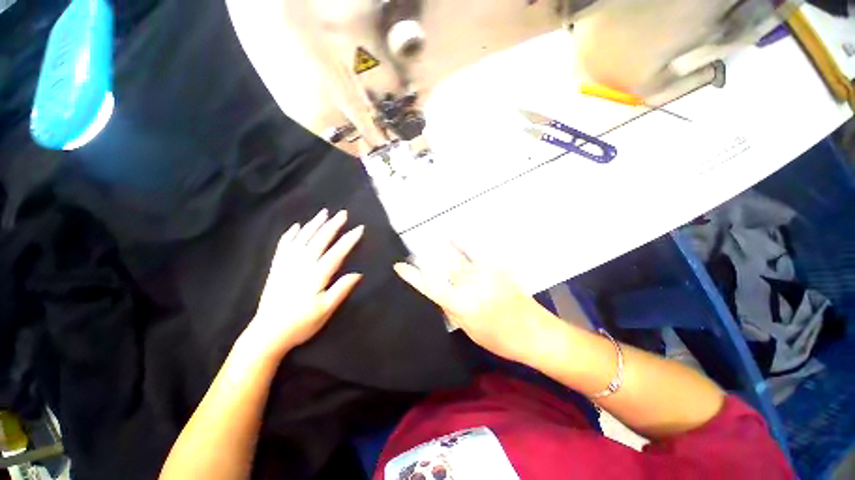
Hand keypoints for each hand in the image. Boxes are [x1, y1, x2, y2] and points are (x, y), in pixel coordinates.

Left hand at [243, 209, 363, 360]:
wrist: (268, 333)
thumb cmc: (301, 323)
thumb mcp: (326, 310)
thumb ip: (341, 290)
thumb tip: (358, 273)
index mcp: (316, 275)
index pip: (336, 253)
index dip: (349, 240)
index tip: (359, 228)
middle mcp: (302, 265)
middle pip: (319, 240)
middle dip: (332, 225)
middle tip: (343, 213)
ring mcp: (287, 264)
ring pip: (302, 239)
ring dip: (314, 224)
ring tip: (323, 213)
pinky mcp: (277, 268)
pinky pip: (283, 246)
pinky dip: (290, 235)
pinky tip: (296, 227)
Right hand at [393, 246, 560, 361]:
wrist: (535, 332)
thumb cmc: (501, 339)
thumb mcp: (470, 330)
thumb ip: (453, 310)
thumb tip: (443, 295)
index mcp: (462, 304)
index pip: (431, 287)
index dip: (413, 276)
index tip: (399, 266)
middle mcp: (471, 284)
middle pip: (447, 270)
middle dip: (436, 267)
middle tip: (426, 261)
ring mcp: (486, 273)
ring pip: (460, 261)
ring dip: (449, 253)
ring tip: (436, 238)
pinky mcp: (497, 268)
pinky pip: (477, 253)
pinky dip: (464, 243)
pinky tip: (454, 235)